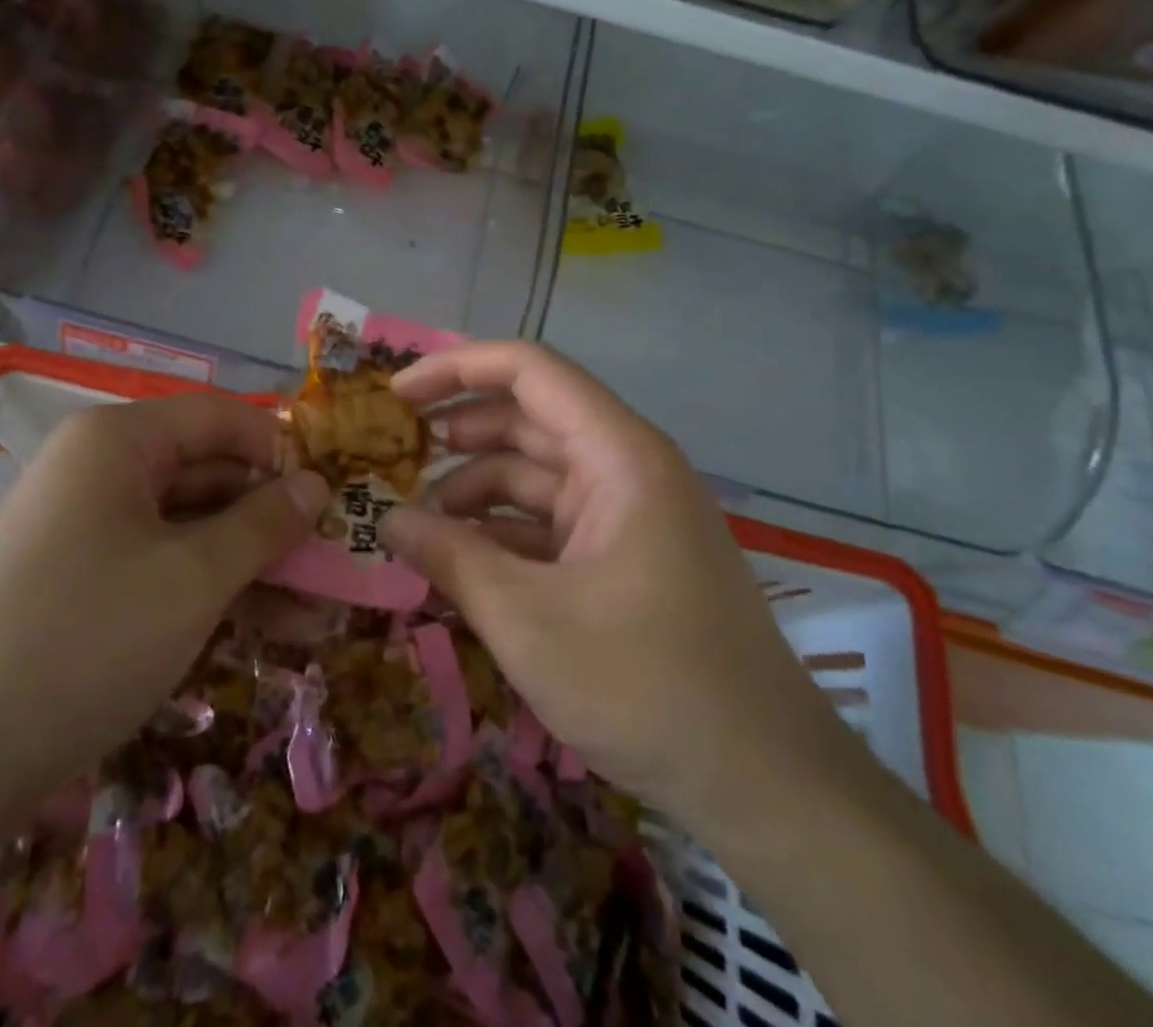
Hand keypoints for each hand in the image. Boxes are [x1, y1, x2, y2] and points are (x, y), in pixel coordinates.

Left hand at [0, 393, 328, 829]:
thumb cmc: (84, 640)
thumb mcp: (193, 578)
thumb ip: (264, 523)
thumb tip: (317, 484)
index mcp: (118, 441)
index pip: (221, 416)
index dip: (281, 449)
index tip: (332, 496)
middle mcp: (100, 471)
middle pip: (208, 473)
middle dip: (273, 519)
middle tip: (335, 562)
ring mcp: (87, 531)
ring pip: (190, 529)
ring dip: (252, 567)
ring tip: (319, 615)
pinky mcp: (81, 585)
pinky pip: (161, 569)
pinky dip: (211, 593)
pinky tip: (267, 633)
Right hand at [382, 342, 844, 828]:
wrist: (766, 785)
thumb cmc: (646, 685)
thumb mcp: (528, 620)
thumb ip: (451, 558)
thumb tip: (387, 522)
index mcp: (619, 455)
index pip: (530, 371)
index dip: (457, 368)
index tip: (396, 394)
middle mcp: (627, 467)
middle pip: (530, 418)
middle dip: (459, 432)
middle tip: (393, 454)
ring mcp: (630, 513)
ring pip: (537, 474)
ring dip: (475, 489)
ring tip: (417, 523)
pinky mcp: (627, 556)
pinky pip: (553, 521)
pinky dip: (504, 532)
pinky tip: (461, 561)